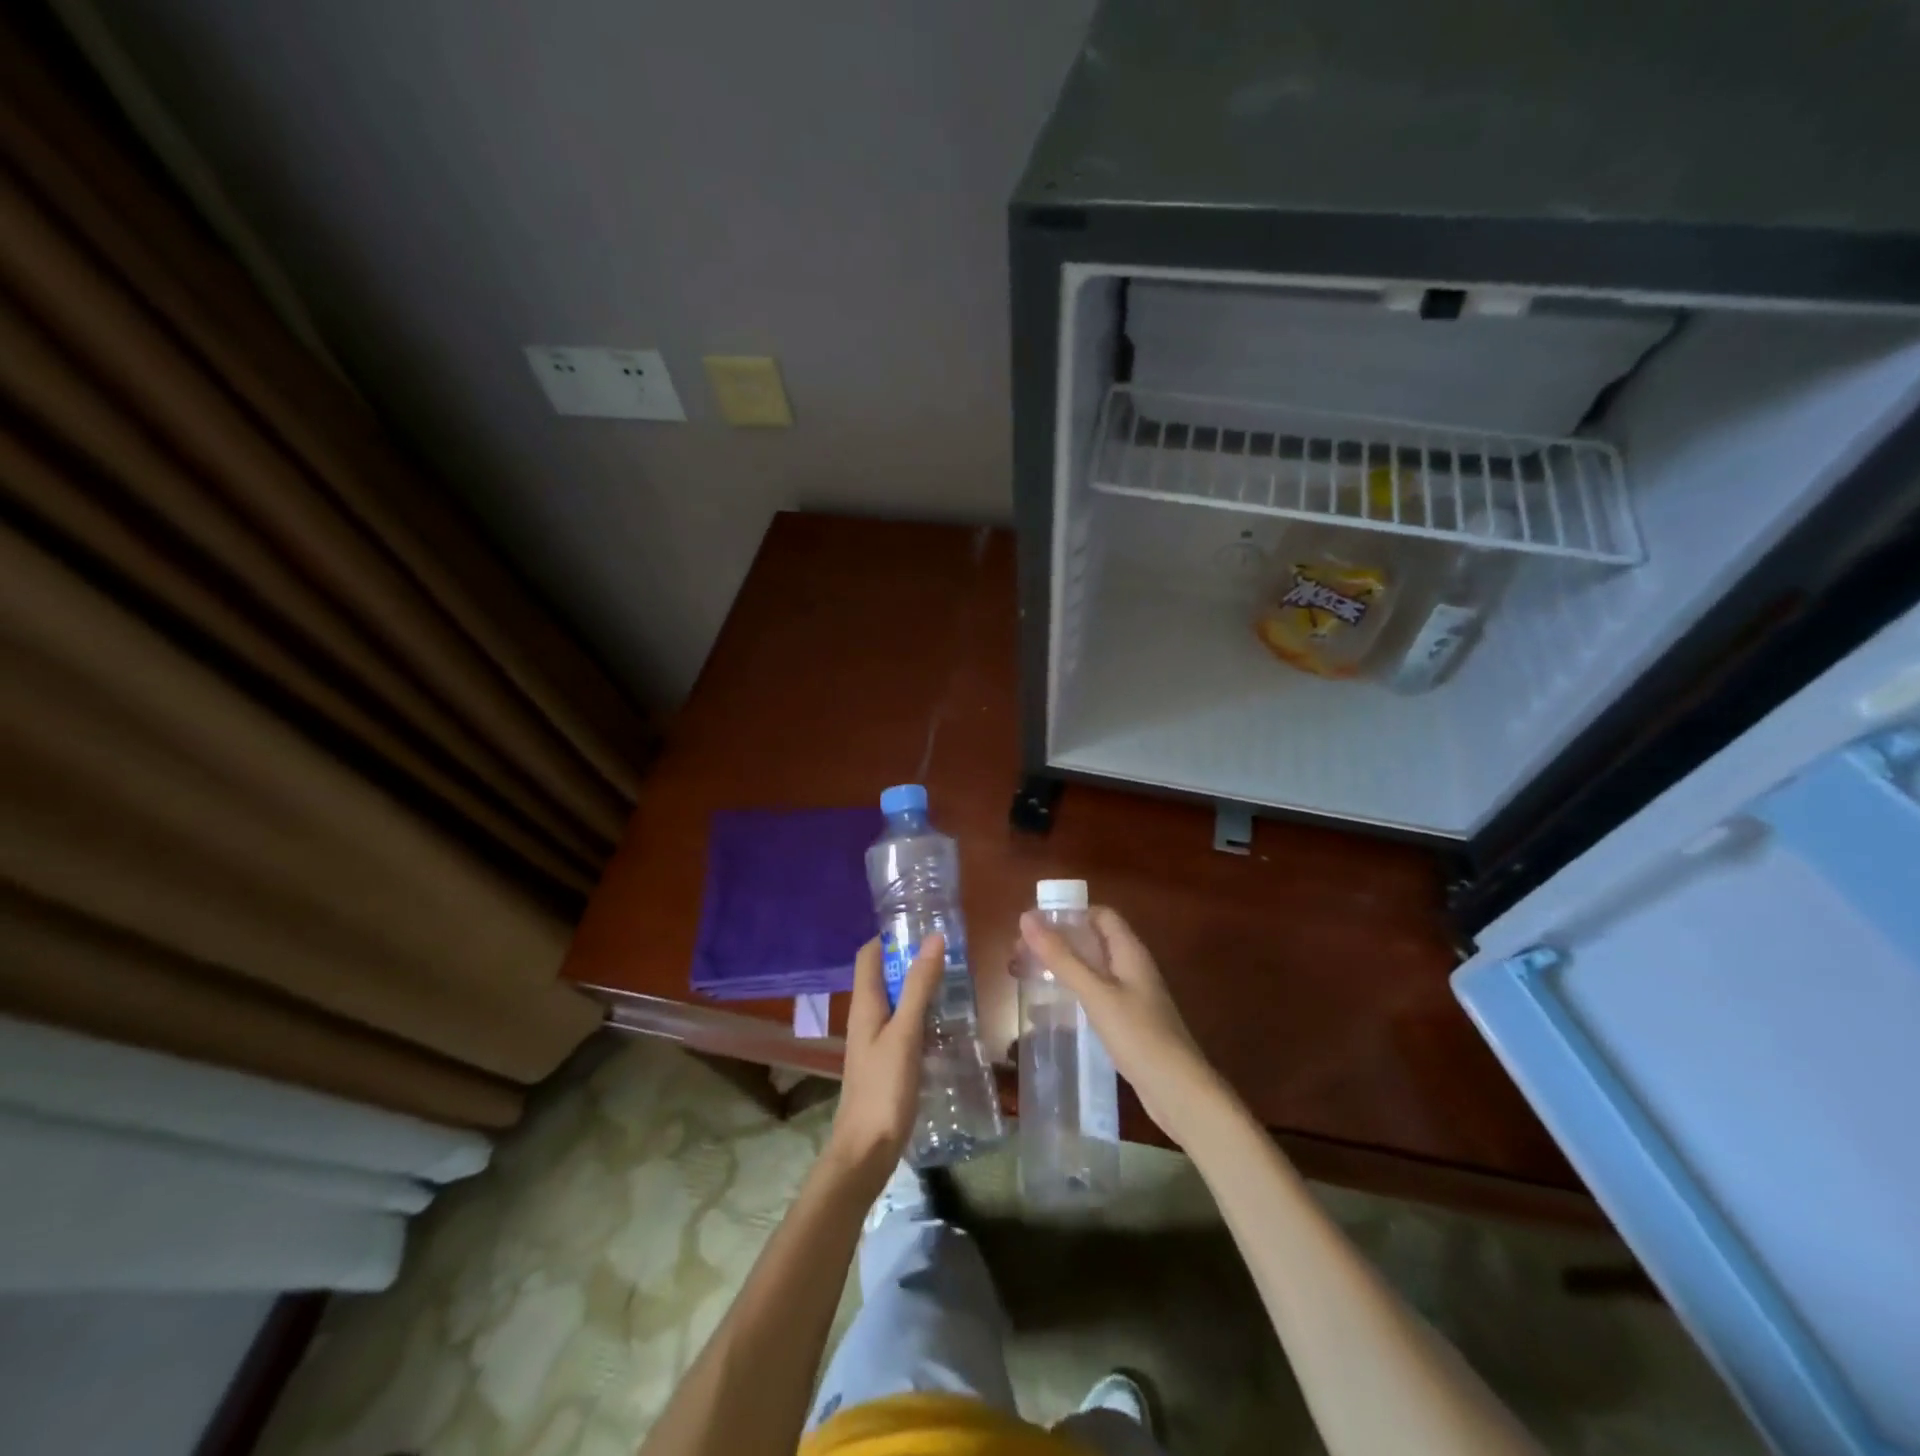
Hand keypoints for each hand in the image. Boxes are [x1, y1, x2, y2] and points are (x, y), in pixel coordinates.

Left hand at [826, 933, 942, 1187]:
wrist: (866, 1151)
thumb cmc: (883, 1088)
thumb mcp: (905, 1033)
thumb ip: (919, 986)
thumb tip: (933, 938)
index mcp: (865, 1003)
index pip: (869, 954)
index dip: (891, 937)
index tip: (923, 928)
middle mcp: (867, 1016)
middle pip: (885, 975)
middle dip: (913, 961)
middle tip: (951, 955)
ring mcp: (876, 1040)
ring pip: (898, 1001)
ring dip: (921, 988)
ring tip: (956, 983)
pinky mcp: (888, 1061)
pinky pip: (906, 1025)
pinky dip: (924, 1016)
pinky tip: (948, 1025)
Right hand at [1019, 907, 1224, 1144]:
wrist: (1178, 1091)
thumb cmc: (1138, 1034)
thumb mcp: (1095, 992)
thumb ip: (1061, 957)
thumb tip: (1026, 917)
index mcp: (1129, 951)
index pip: (1100, 915)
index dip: (1069, 914)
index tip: (1035, 924)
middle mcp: (1132, 968)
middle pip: (1092, 941)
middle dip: (1057, 943)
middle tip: (1020, 953)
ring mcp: (1131, 996)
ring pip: (1091, 970)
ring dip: (1060, 969)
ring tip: (1025, 977)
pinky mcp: (1127, 1022)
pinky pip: (1094, 997)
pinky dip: (1071, 996)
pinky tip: (1047, 1013)